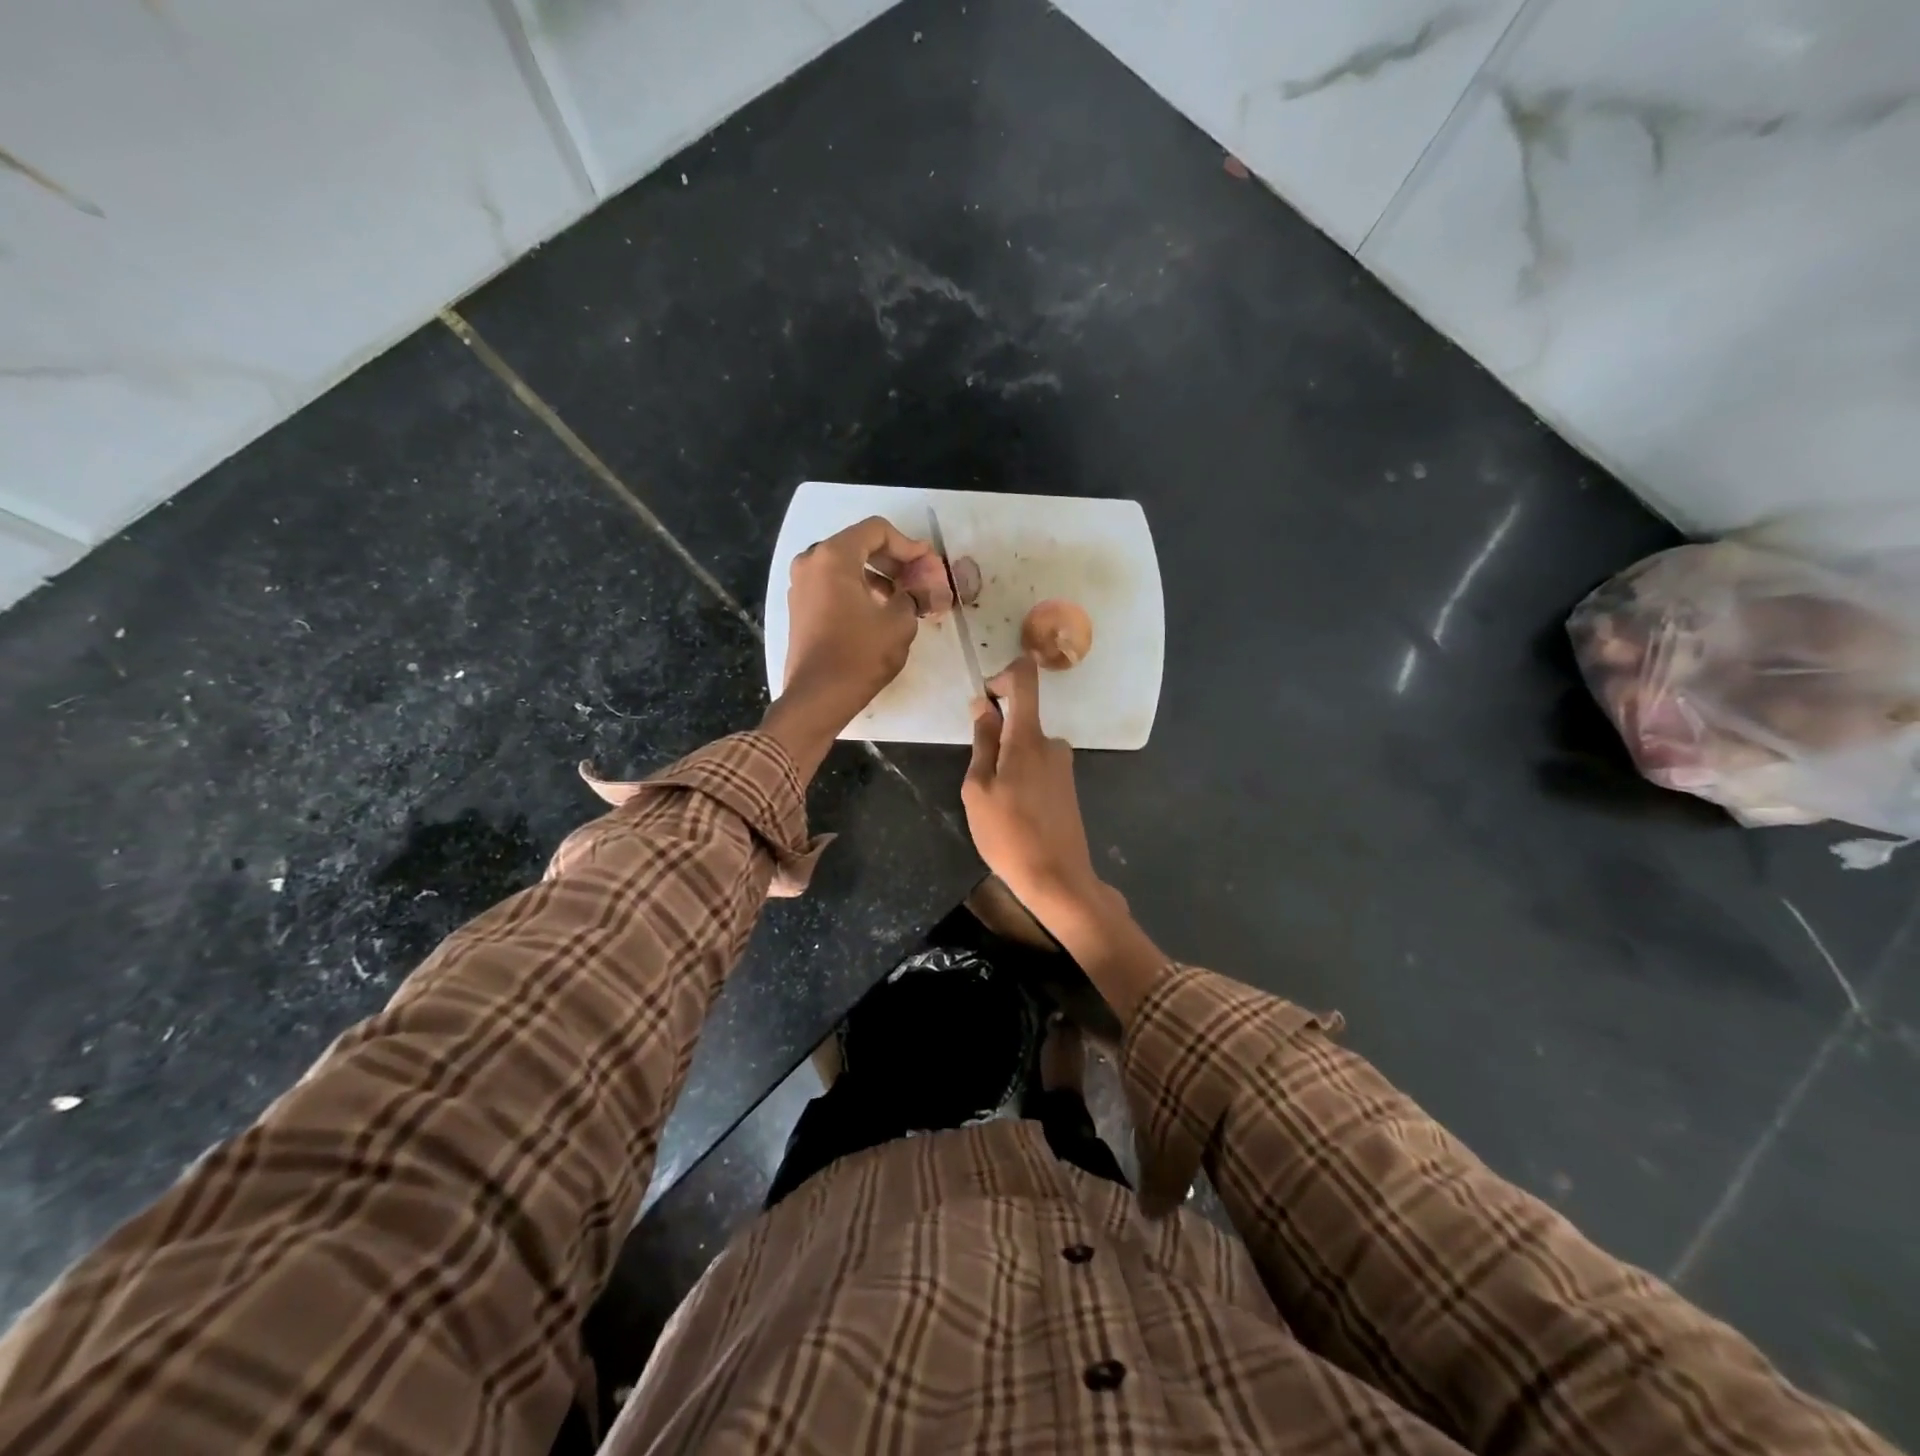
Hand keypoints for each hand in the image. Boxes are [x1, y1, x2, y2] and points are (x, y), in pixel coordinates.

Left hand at [762, 516, 932, 780]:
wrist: (818, 697)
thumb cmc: (860, 655)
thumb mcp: (899, 622)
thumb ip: (914, 595)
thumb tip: (921, 589)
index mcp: (833, 556)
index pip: (876, 530)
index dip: (908, 545)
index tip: (928, 565)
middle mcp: (811, 562)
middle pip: (859, 545)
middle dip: (894, 561)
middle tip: (920, 580)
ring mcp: (801, 585)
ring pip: (846, 567)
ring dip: (878, 577)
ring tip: (904, 599)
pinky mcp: (800, 608)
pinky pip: (833, 586)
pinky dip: (858, 590)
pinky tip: (879, 612)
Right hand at [962, 655, 1101, 911]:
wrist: (1057, 879)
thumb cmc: (1008, 834)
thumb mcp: (979, 788)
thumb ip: (982, 742)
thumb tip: (982, 705)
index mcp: (1028, 738)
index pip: (1025, 679)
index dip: (1003, 675)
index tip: (985, 698)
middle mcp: (1052, 743)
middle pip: (1020, 719)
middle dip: (996, 738)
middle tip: (980, 781)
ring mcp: (1063, 765)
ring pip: (1025, 748)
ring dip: (1006, 765)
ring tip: (996, 806)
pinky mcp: (1067, 785)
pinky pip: (1037, 766)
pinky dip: (1020, 779)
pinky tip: (1014, 814)